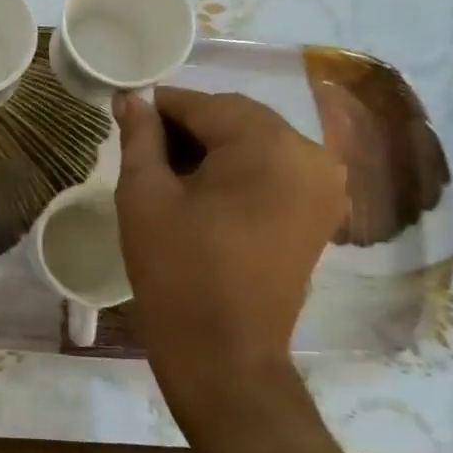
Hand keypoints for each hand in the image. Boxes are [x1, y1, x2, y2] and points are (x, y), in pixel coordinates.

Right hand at [114, 87, 347, 451]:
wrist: (223, 354)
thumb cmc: (176, 271)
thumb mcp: (145, 195)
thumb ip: (140, 136)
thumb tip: (131, 98)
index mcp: (268, 146)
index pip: (207, 104)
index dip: (163, 105)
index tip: (129, 113)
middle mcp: (310, 155)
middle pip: (238, 120)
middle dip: (190, 126)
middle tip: (145, 145)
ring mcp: (323, 187)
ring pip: (257, 143)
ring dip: (215, 147)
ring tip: (169, 169)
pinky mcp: (320, 213)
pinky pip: (275, 170)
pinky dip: (239, 170)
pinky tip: (204, 189)